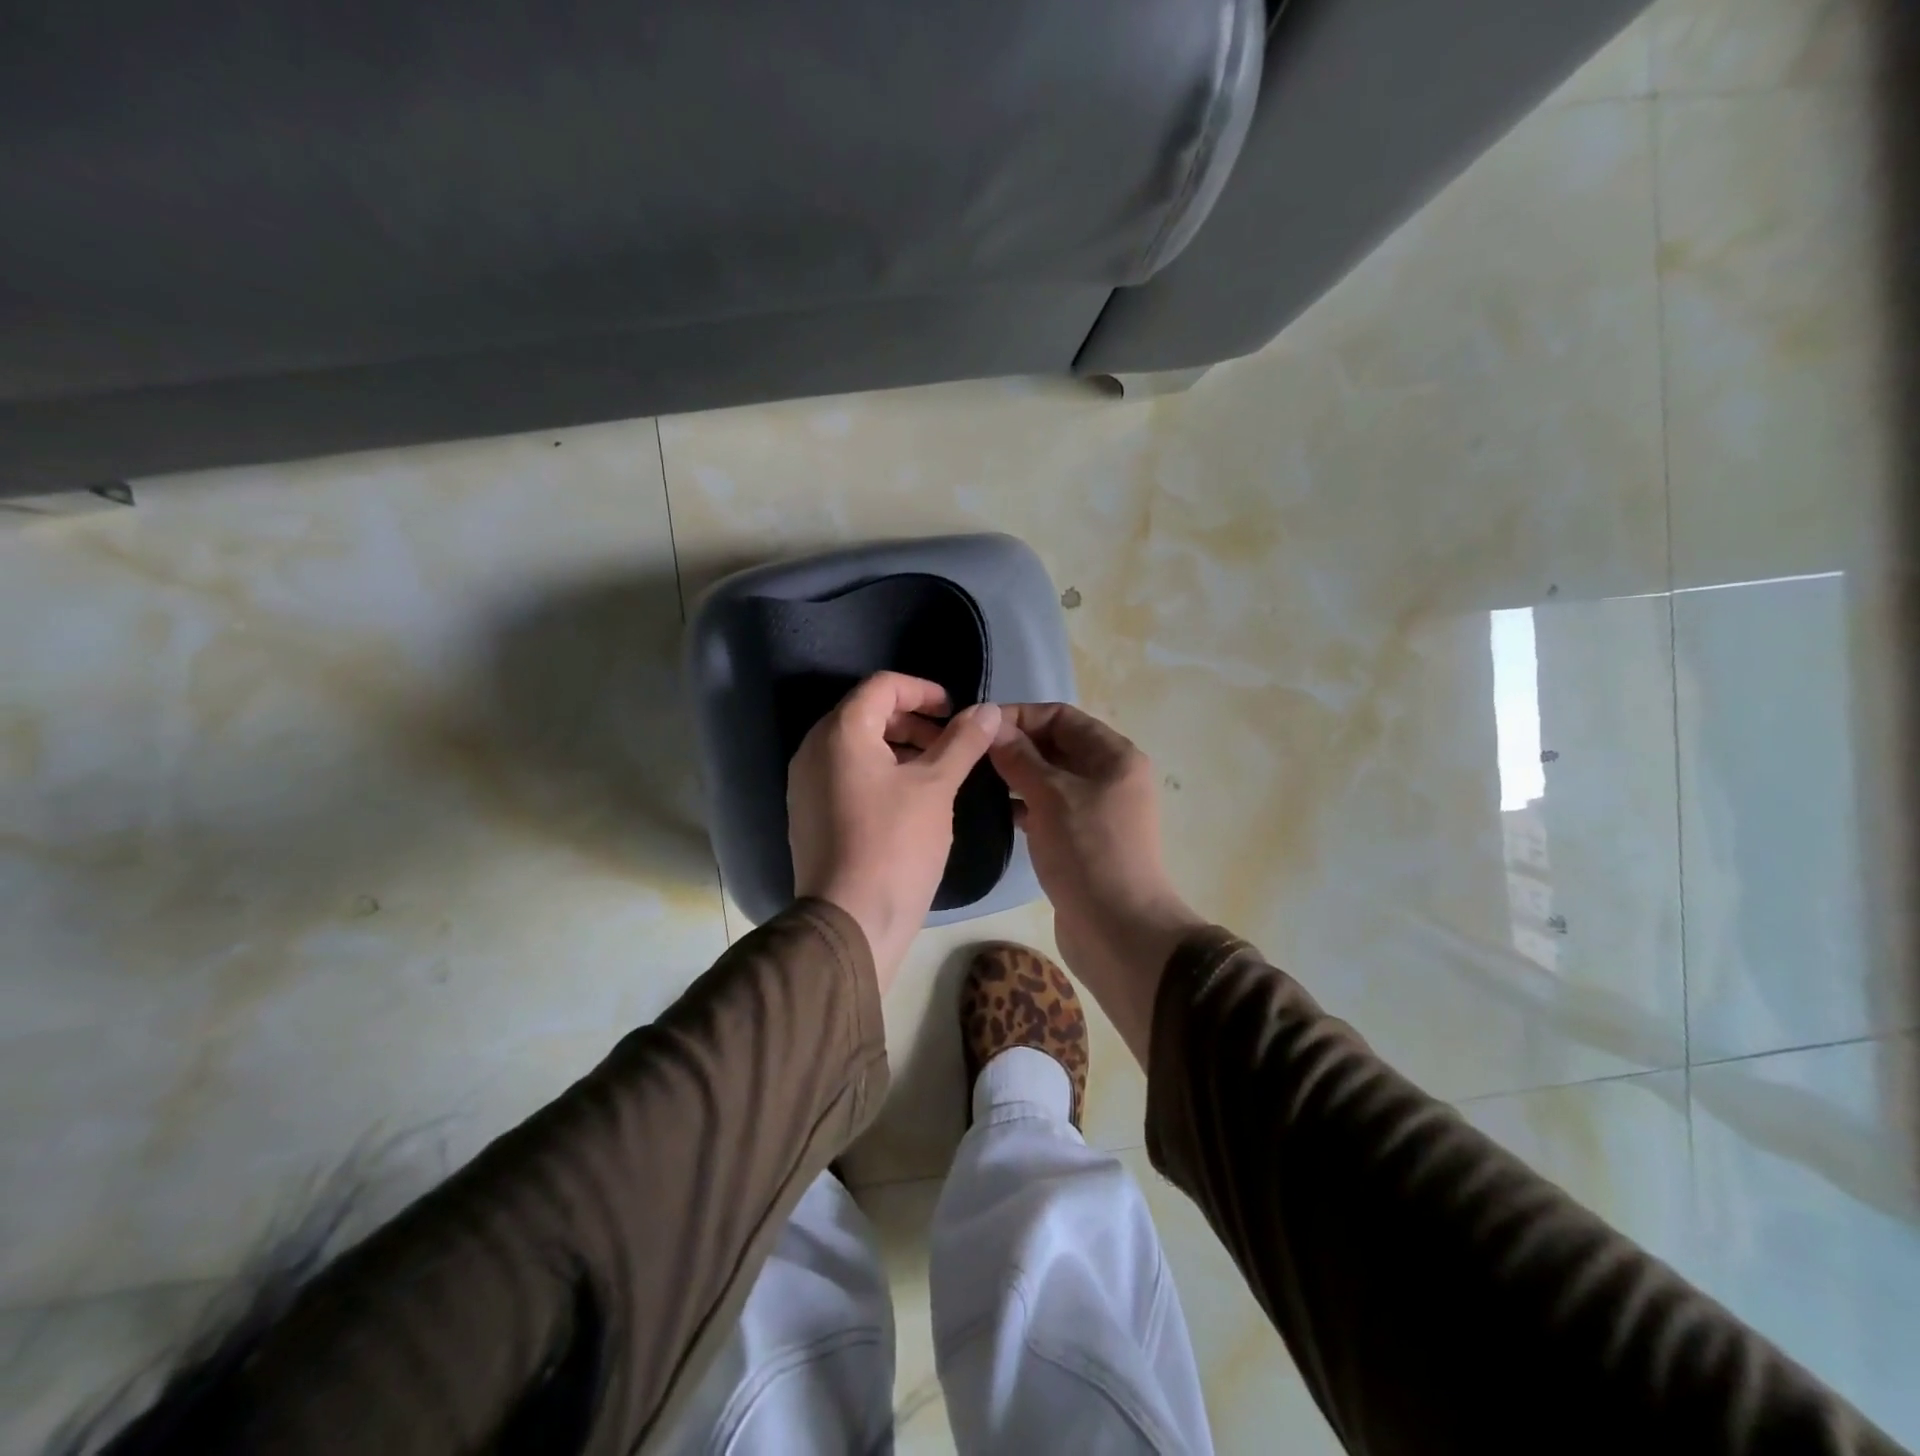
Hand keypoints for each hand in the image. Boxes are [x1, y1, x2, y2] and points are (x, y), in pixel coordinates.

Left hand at [788, 672, 1001, 991]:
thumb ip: (962, 742)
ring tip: (937, 773)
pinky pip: (846, 775)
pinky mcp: (810, 814)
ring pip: (857, 747)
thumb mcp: (936, 787)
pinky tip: (910, 801)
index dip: (924, 690)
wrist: (850, 922)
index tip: (955, 712)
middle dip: (913, 721)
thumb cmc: (895, 845)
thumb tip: (988, 710)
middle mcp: (813, 750)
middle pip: (867, 714)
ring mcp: (806, 784)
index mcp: (841, 732)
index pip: (882, 686)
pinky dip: (880, 773)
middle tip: (950, 744)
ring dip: (900, 748)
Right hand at [988, 703, 1203, 1062]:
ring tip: (973, 780)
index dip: (1020, 716)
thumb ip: (1019, 758)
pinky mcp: (1081, 840)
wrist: (1118, 930)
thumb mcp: (1051, 796)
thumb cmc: (1089, 851)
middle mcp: (1109, 777)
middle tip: (970, 754)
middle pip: (1056, 746)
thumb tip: (991, 725)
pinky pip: (1048, 810)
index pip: (1062, 716)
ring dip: (1015, 776)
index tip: (979, 727)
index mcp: (1114, 756)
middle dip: (1015, 746)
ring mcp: (1096, 811)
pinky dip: (1023, 806)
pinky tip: (992, 812)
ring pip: (1049, 779)